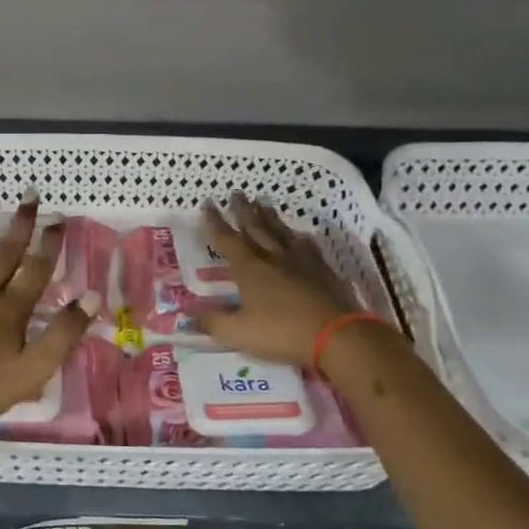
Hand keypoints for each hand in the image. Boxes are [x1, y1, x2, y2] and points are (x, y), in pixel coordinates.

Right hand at [194, 194, 359, 368]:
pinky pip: (308, 247)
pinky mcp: (323, 271)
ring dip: (270, 216)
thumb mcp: (238, 333)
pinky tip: (300, 235)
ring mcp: (301, 262)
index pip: (226, 239)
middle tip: (236, 193)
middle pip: (255, 227)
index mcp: (249, 268)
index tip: (207, 203)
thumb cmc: (282, 333)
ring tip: (263, 202)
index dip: (214, 221)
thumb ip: (213, 323)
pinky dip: (300, 238)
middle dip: (243, 210)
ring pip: (281, 232)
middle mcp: (273, 257)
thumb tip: (190, 316)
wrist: (338, 335)